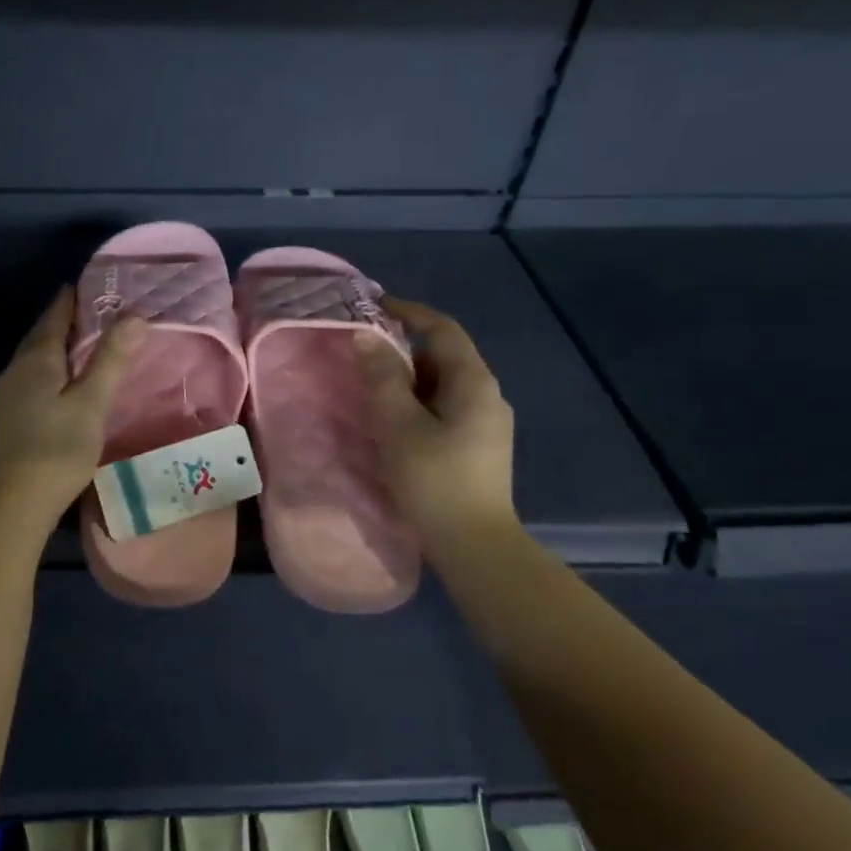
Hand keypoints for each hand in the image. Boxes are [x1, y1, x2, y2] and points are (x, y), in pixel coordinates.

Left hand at [0, 290, 144, 533]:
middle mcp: (16, 370)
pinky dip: (51, 369)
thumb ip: (111, 359)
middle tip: (92, 310)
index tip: (86, 284)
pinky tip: (63, 382)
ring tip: (82, 343)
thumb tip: (134, 315)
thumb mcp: (91, 402)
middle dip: (64, 320)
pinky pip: (32, 378)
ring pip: (35, 358)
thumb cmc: (57, 448)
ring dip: (56, 345)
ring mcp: (8, 395)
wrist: (14, 502)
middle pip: (41, 335)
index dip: (71, 299)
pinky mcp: (9, 418)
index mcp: (36, 360)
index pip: (54, 317)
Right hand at [353, 298, 516, 546]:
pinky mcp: (478, 446)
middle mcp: (487, 395)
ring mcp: (487, 423)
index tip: (374, 305)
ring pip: (443, 384)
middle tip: (363, 349)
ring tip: (371, 383)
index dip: (410, 312)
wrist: (474, 544)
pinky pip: (445, 407)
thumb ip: (382, 377)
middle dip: (404, 346)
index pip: (442, 329)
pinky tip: (394, 419)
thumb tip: (366, 336)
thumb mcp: (398, 424)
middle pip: (444, 355)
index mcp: (473, 382)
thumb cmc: (434, 479)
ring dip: (409, 377)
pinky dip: (418, 401)